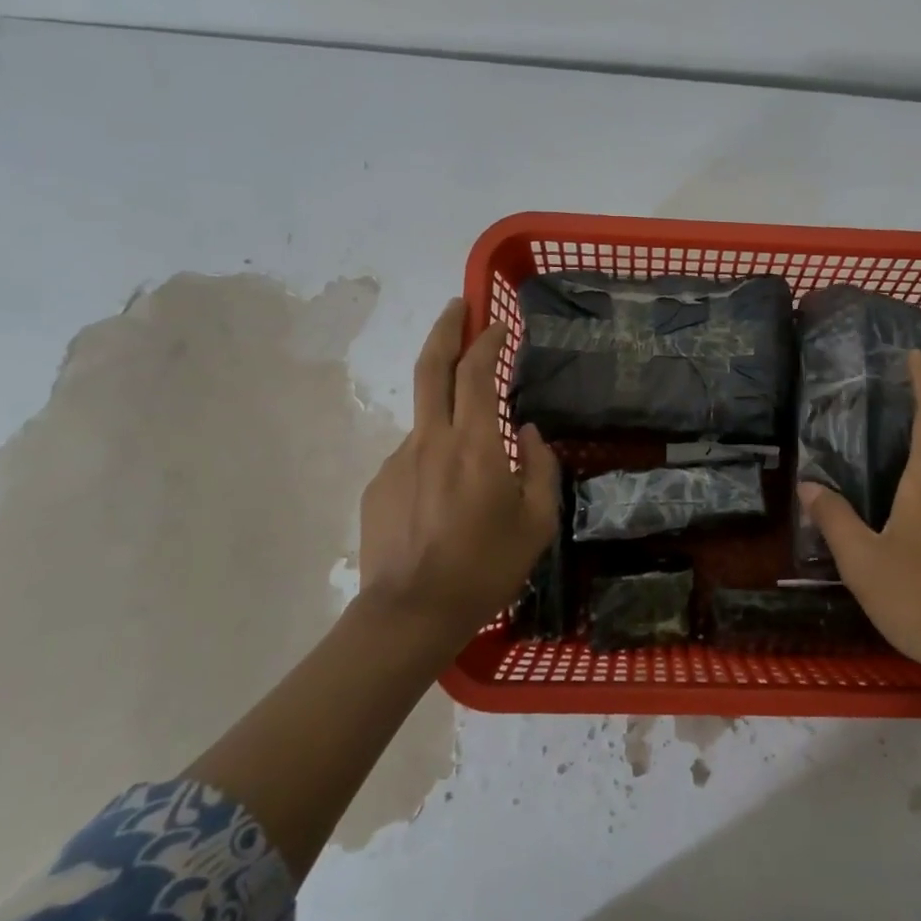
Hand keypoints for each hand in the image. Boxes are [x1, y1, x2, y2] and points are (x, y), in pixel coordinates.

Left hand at [358, 299, 560, 648]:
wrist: (410, 614)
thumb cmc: (485, 568)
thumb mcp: (537, 523)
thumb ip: (540, 468)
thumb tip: (531, 434)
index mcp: (474, 445)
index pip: (477, 372)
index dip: (487, 340)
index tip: (499, 324)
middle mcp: (431, 440)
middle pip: (431, 367)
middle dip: (444, 329)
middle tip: (456, 306)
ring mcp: (398, 460)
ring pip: (427, 418)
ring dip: (448, 411)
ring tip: (473, 460)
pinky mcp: (379, 484)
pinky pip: (414, 456)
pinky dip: (435, 459)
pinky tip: (446, 500)